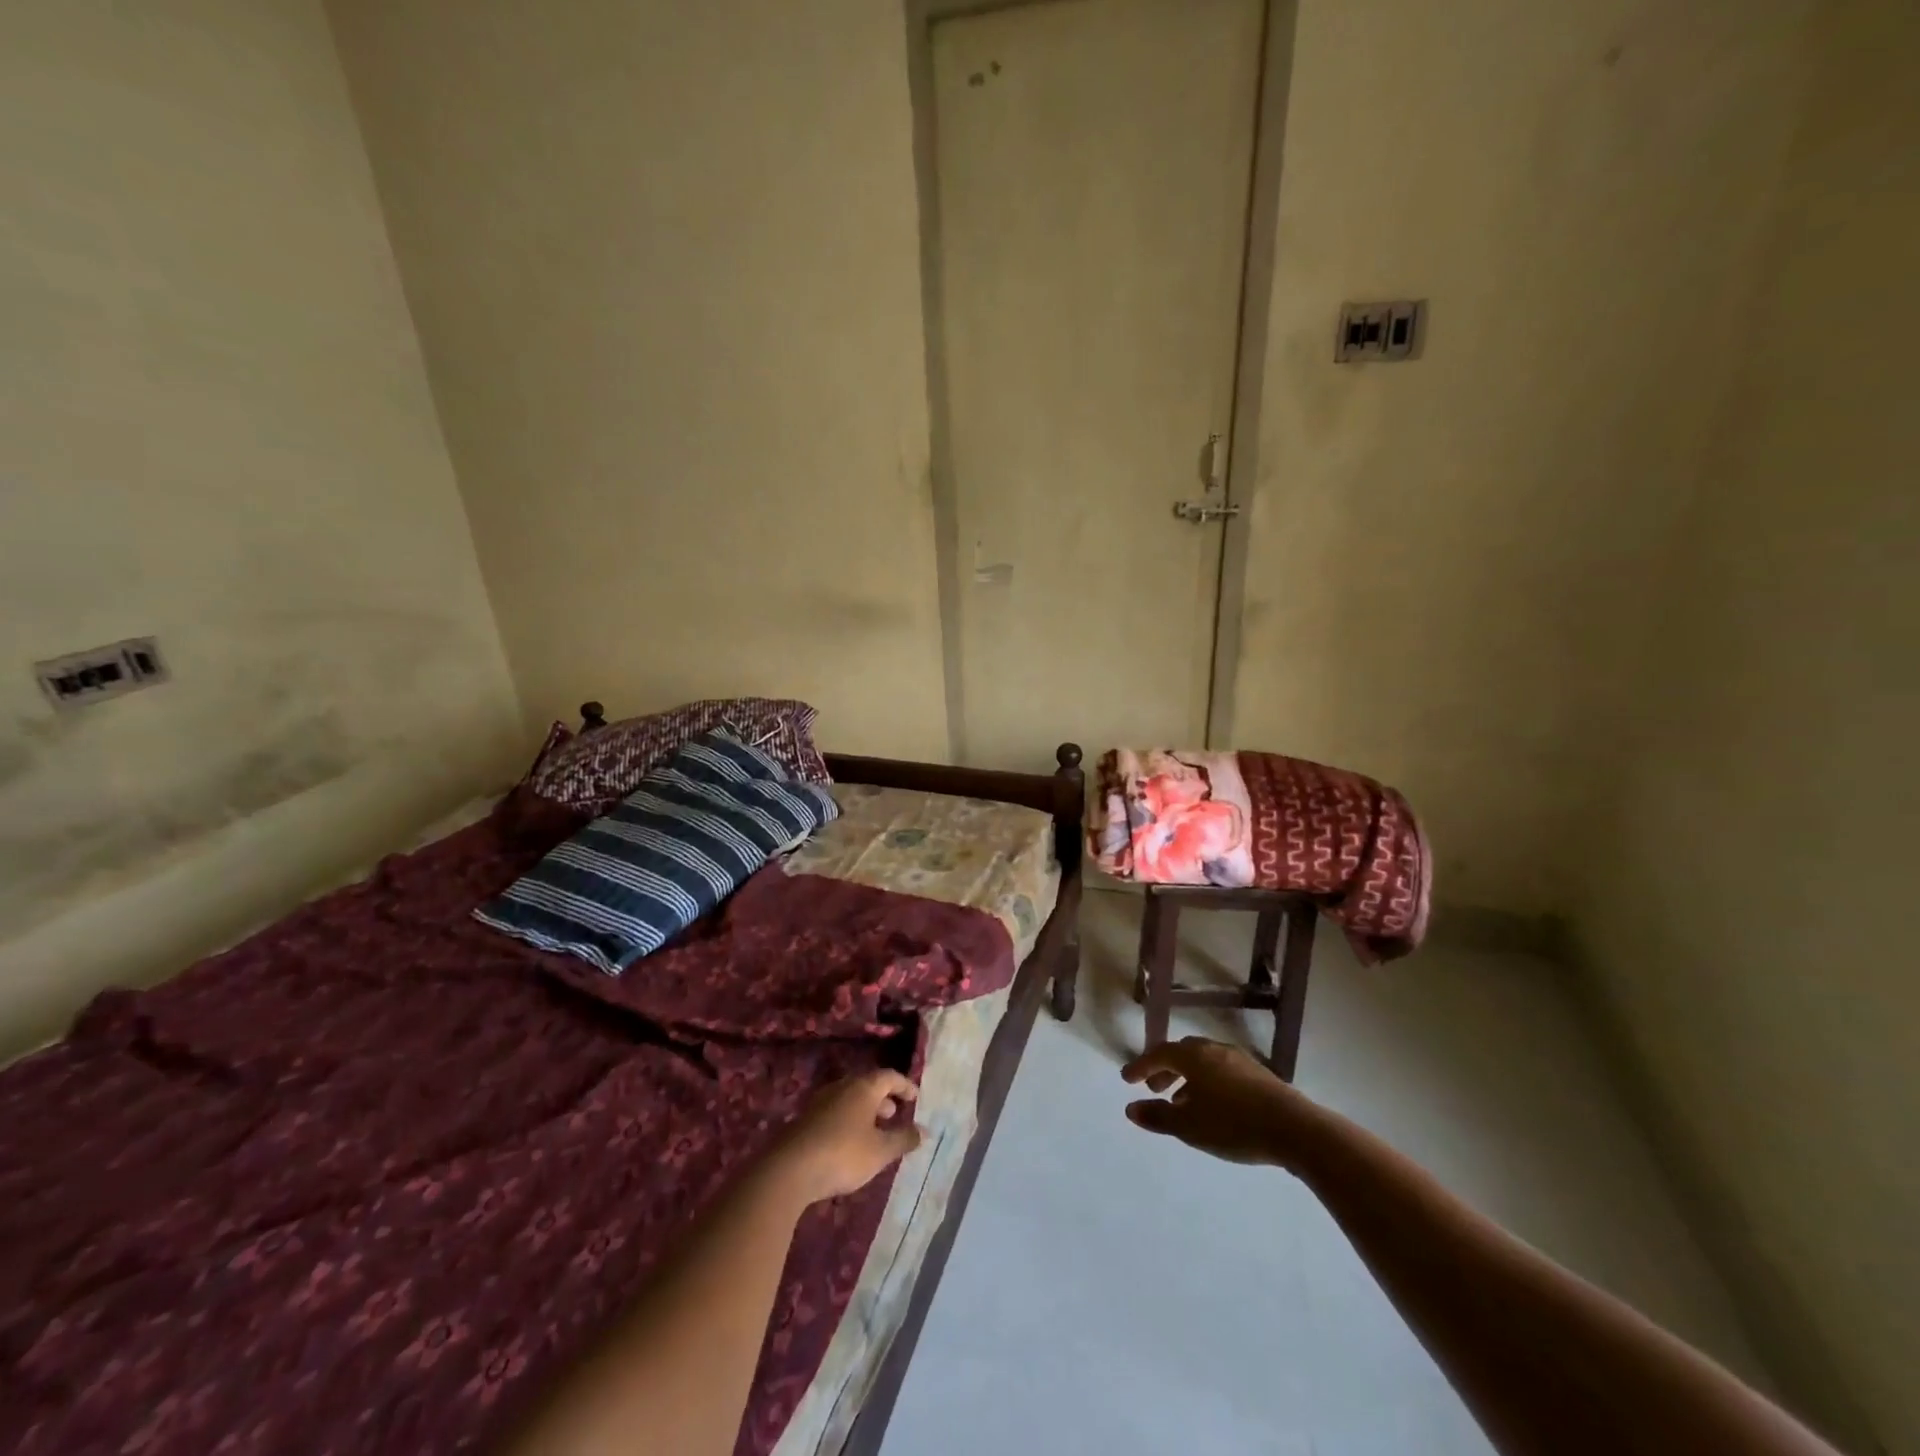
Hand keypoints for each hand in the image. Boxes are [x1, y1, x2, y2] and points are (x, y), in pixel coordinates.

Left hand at [770, 1070, 923, 1204]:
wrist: (789, 1169)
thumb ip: (903, 1139)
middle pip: (867, 1085)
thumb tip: (923, 1130)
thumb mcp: (880, 1151)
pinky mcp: (806, 1119)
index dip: (904, 1085)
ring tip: (873, 1131)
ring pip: (849, 1099)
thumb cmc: (843, 1154)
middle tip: (894, 1114)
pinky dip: (848, 1121)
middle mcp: (842, 1087)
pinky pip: (835, 1112)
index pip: (889, 1076)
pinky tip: (848, 1143)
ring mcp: (820, 1102)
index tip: (915, 1097)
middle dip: (883, 1098)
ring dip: (865, 1111)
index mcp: (863, 1087)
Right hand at [1122, 1037, 1322, 1168]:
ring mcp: (1239, 1060)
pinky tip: (1213, 1106)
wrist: (1294, 1129)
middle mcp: (1214, 1050)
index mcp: (1194, 1056)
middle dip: (1165, 1069)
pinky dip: (1208, 1082)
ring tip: (1181, 1101)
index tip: (1127, 1079)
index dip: (1141, 1066)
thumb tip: (1130, 1108)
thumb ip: (1157, 1116)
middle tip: (1153, 1088)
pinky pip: (1222, 1071)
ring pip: (1204, 1062)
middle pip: (1182, 1053)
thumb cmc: (1233, 1125)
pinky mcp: (1258, 1074)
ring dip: (1187, 1078)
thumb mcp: (1189, 1127)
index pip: (1159, 1053)